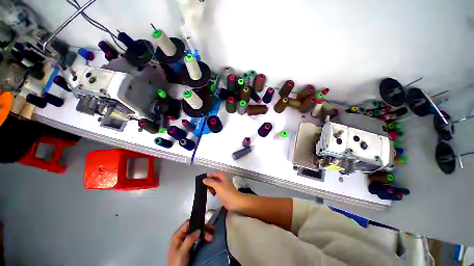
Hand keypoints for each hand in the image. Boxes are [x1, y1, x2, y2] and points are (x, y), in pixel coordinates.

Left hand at [168, 220, 213, 265]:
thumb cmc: (176, 264)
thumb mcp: (182, 252)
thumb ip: (189, 240)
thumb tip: (198, 230)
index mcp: (177, 236)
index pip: (188, 224)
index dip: (197, 223)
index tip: (205, 226)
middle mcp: (182, 236)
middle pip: (194, 227)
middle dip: (203, 229)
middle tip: (211, 231)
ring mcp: (186, 241)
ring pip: (197, 232)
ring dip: (205, 232)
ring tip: (211, 234)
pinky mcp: (190, 245)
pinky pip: (198, 238)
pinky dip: (204, 237)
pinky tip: (208, 237)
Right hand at [203, 172, 248, 211]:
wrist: (235, 202)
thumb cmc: (226, 193)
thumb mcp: (217, 186)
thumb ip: (210, 182)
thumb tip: (204, 179)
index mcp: (223, 176)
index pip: (214, 173)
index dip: (209, 175)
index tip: (203, 180)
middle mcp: (223, 180)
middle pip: (214, 178)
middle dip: (209, 181)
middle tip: (204, 186)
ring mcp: (223, 186)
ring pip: (215, 184)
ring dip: (211, 186)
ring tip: (208, 190)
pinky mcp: (223, 192)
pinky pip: (216, 189)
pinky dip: (213, 190)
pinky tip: (212, 194)